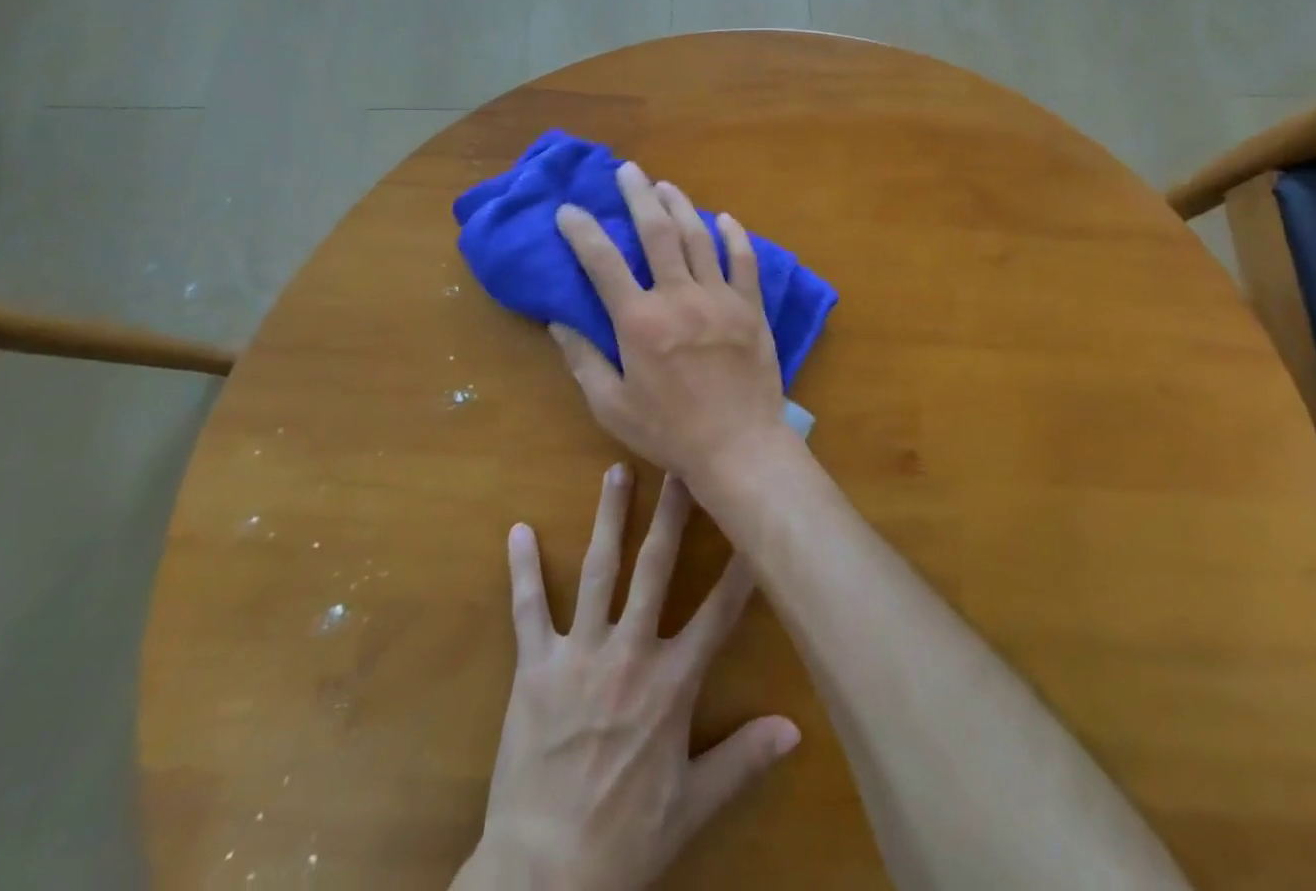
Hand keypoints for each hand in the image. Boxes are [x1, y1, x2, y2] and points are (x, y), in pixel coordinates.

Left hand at [459, 465, 798, 890]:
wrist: (541, 878)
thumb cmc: (623, 840)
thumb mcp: (692, 806)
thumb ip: (743, 759)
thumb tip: (796, 729)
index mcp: (671, 684)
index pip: (718, 613)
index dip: (740, 567)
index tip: (752, 521)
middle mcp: (628, 653)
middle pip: (655, 570)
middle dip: (671, 514)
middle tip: (679, 466)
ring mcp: (578, 655)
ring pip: (600, 571)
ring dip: (610, 518)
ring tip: (617, 471)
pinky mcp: (534, 667)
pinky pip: (528, 609)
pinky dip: (524, 569)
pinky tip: (519, 530)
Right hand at [551, 162, 788, 484]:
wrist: (739, 447)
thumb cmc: (669, 431)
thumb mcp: (611, 406)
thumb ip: (583, 360)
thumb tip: (557, 322)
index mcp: (639, 321)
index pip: (602, 262)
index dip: (582, 230)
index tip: (568, 209)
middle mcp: (678, 297)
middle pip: (656, 232)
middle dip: (638, 195)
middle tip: (627, 170)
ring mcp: (719, 298)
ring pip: (699, 237)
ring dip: (680, 206)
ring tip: (665, 186)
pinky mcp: (750, 308)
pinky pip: (744, 261)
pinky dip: (734, 236)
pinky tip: (725, 219)